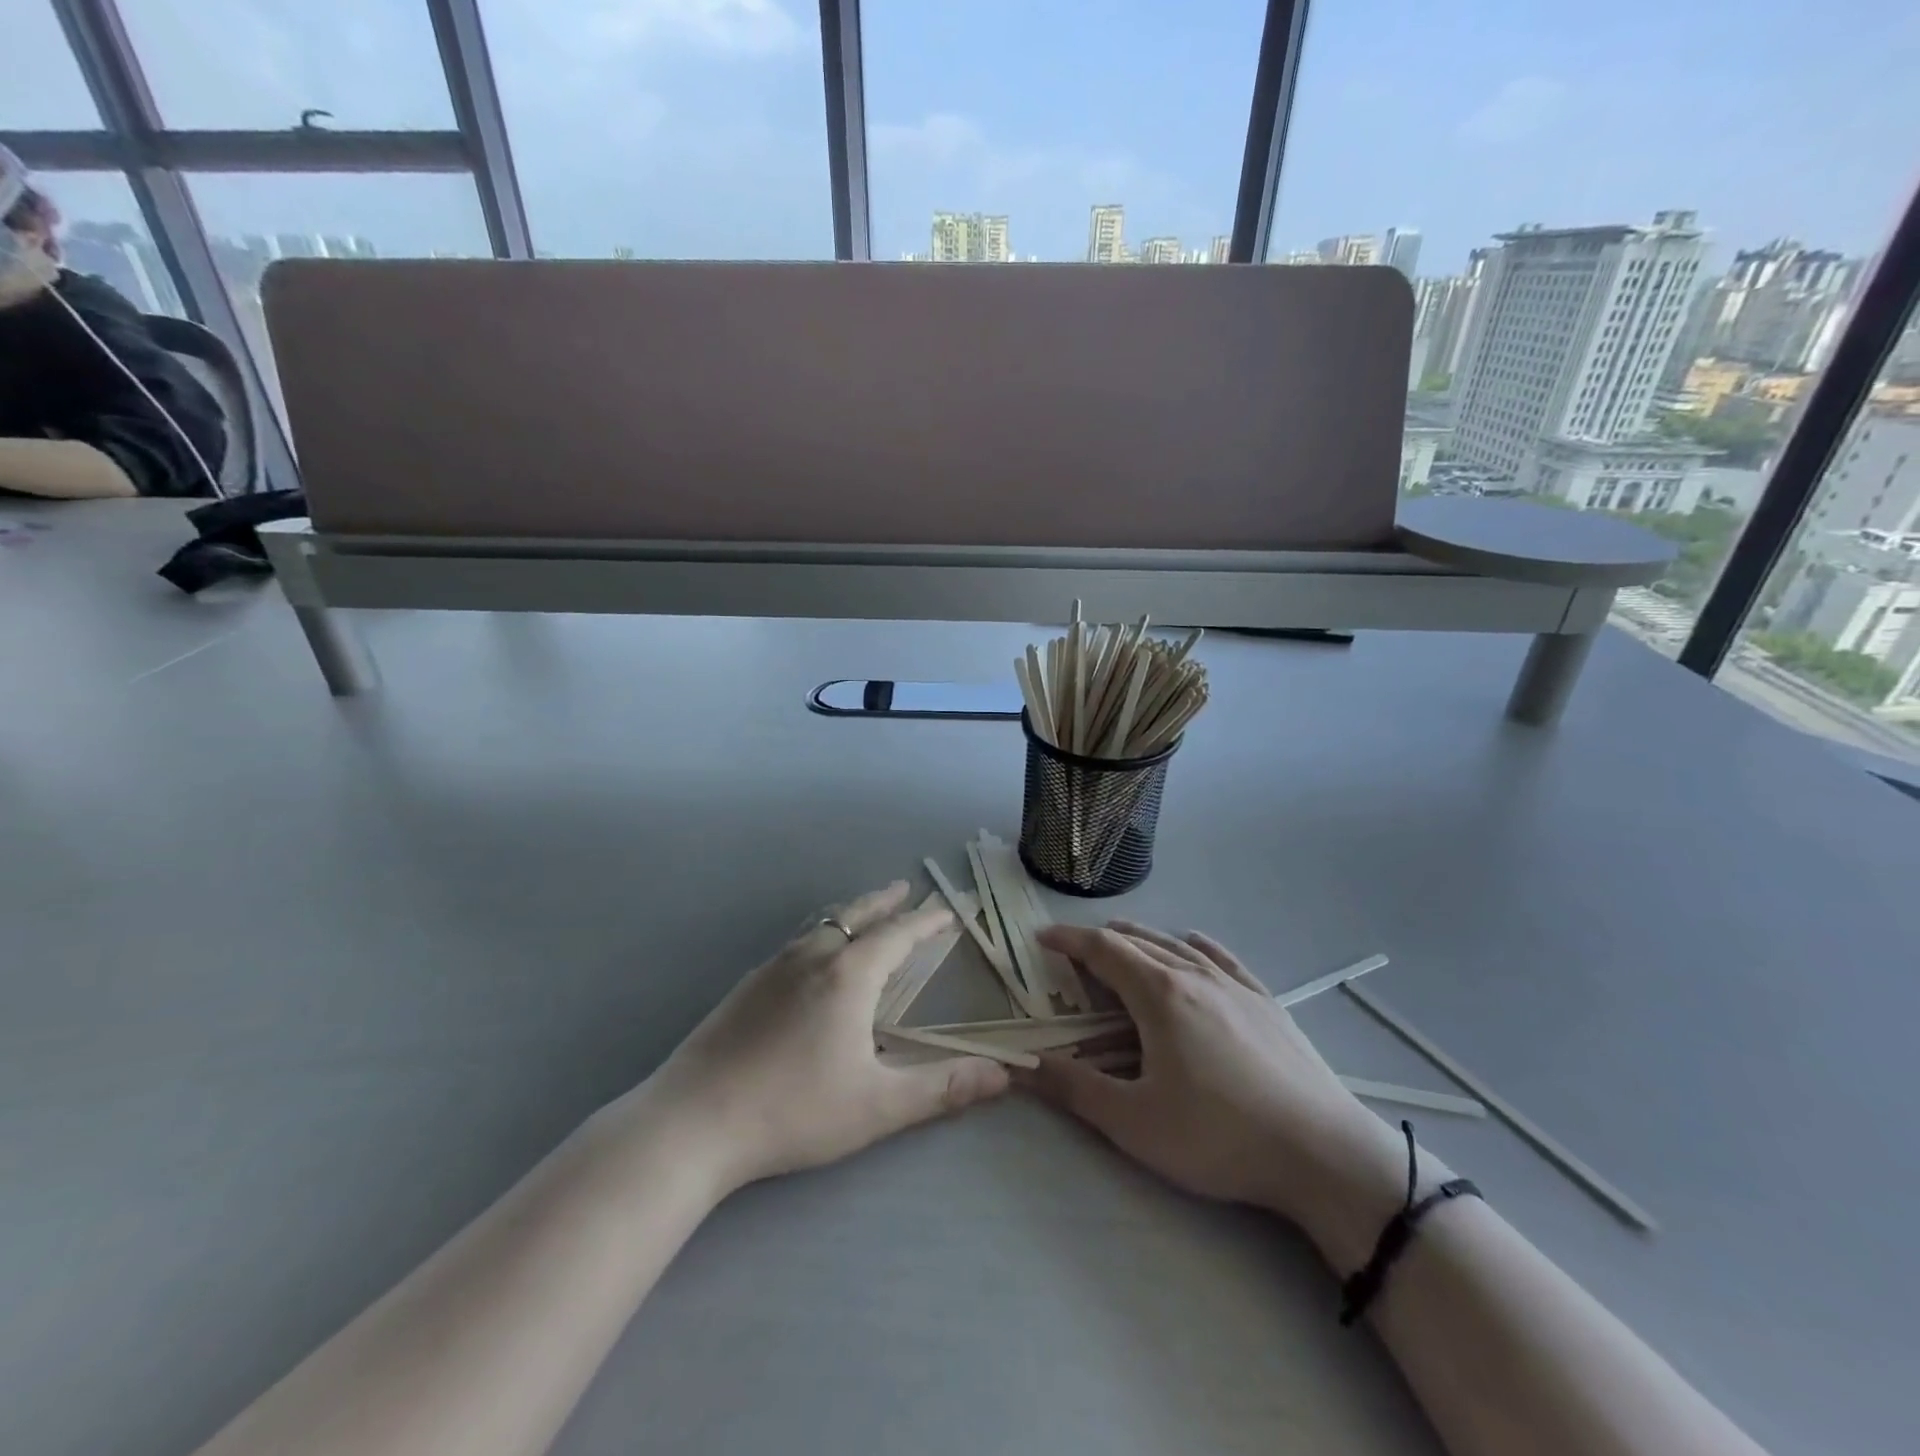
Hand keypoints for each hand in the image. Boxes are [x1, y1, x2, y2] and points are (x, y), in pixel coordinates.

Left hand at [635, 882, 1009, 1193]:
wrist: (691, 1123)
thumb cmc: (792, 1110)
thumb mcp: (877, 1106)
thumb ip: (942, 1089)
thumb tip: (1003, 1075)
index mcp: (848, 975)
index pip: (898, 935)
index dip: (925, 921)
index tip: (945, 910)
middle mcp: (812, 958)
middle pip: (857, 916)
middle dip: (885, 902)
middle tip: (904, 889)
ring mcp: (773, 968)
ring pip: (823, 925)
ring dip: (851, 914)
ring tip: (865, 915)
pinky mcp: (746, 986)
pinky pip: (797, 943)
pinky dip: (822, 933)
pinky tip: (814, 959)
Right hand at [1020, 922, 1406, 1232]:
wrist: (1322, 1153)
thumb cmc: (1218, 1136)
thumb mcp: (1134, 1122)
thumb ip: (1073, 1088)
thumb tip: (1021, 1062)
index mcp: (1158, 995)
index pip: (1103, 950)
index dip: (1069, 940)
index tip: (1043, 938)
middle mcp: (1194, 976)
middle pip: (1139, 942)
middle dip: (1101, 940)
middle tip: (1076, 951)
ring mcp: (1235, 987)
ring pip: (1178, 947)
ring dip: (1143, 939)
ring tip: (1124, 941)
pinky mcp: (1266, 1003)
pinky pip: (1222, 959)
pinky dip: (1196, 947)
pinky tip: (1194, 945)